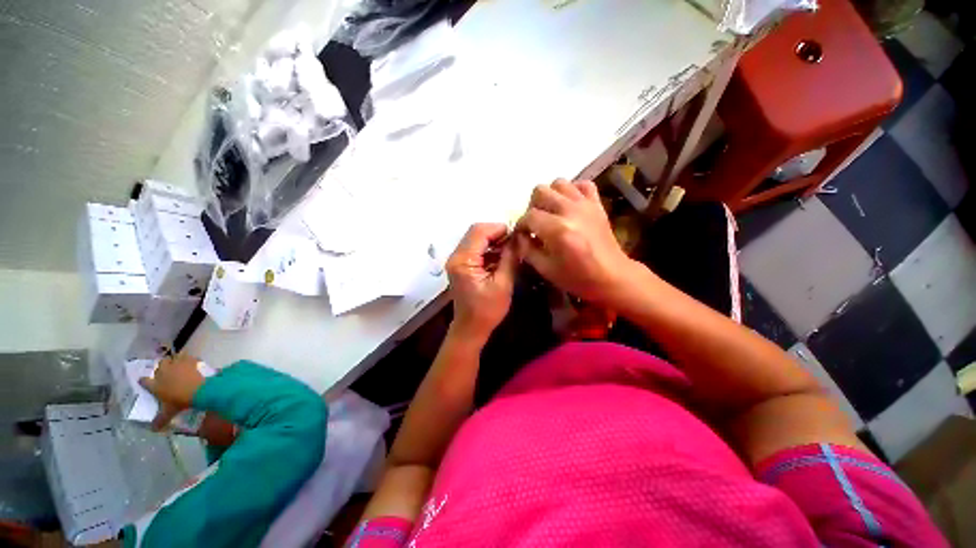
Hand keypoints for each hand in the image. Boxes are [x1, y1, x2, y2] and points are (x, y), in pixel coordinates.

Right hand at [139, 354, 205, 430]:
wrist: (197, 390)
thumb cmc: (180, 401)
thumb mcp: (168, 412)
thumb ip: (159, 420)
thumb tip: (153, 430)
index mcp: (155, 384)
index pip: (144, 381)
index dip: (144, 381)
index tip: (145, 382)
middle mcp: (163, 372)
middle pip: (159, 365)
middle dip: (162, 367)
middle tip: (167, 372)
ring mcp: (176, 365)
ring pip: (172, 358)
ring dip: (175, 360)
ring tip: (179, 365)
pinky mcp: (189, 361)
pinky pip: (188, 356)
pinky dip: (190, 359)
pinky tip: (193, 362)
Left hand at [446, 223, 518, 342]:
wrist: (470, 329)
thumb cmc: (487, 310)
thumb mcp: (503, 284)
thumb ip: (510, 258)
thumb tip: (519, 238)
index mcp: (464, 260)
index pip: (480, 231)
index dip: (499, 229)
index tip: (517, 235)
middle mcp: (456, 256)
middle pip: (476, 232)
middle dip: (497, 233)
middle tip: (515, 242)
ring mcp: (457, 260)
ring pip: (475, 239)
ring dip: (493, 241)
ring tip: (511, 249)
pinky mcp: (461, 265)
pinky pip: (475, 249)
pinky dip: (489, 249)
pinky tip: (501, 257)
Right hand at [517, 179, 638, 306]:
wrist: (612, 277)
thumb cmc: (577, 277)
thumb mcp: (545, 269)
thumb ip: (527, 249)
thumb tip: (519, 235)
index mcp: (557, 230)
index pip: (529, 216)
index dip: (521, 225)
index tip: (522, 235)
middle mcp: (570, 211)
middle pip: (540, 191)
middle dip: (532, 207)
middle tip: (536, 223)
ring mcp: (585, 204)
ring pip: (559, 183)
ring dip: (550, 196)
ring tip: (551, 212)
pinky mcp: (597, 204)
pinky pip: (583, 184)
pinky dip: (573, 191)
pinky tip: (570, 205)